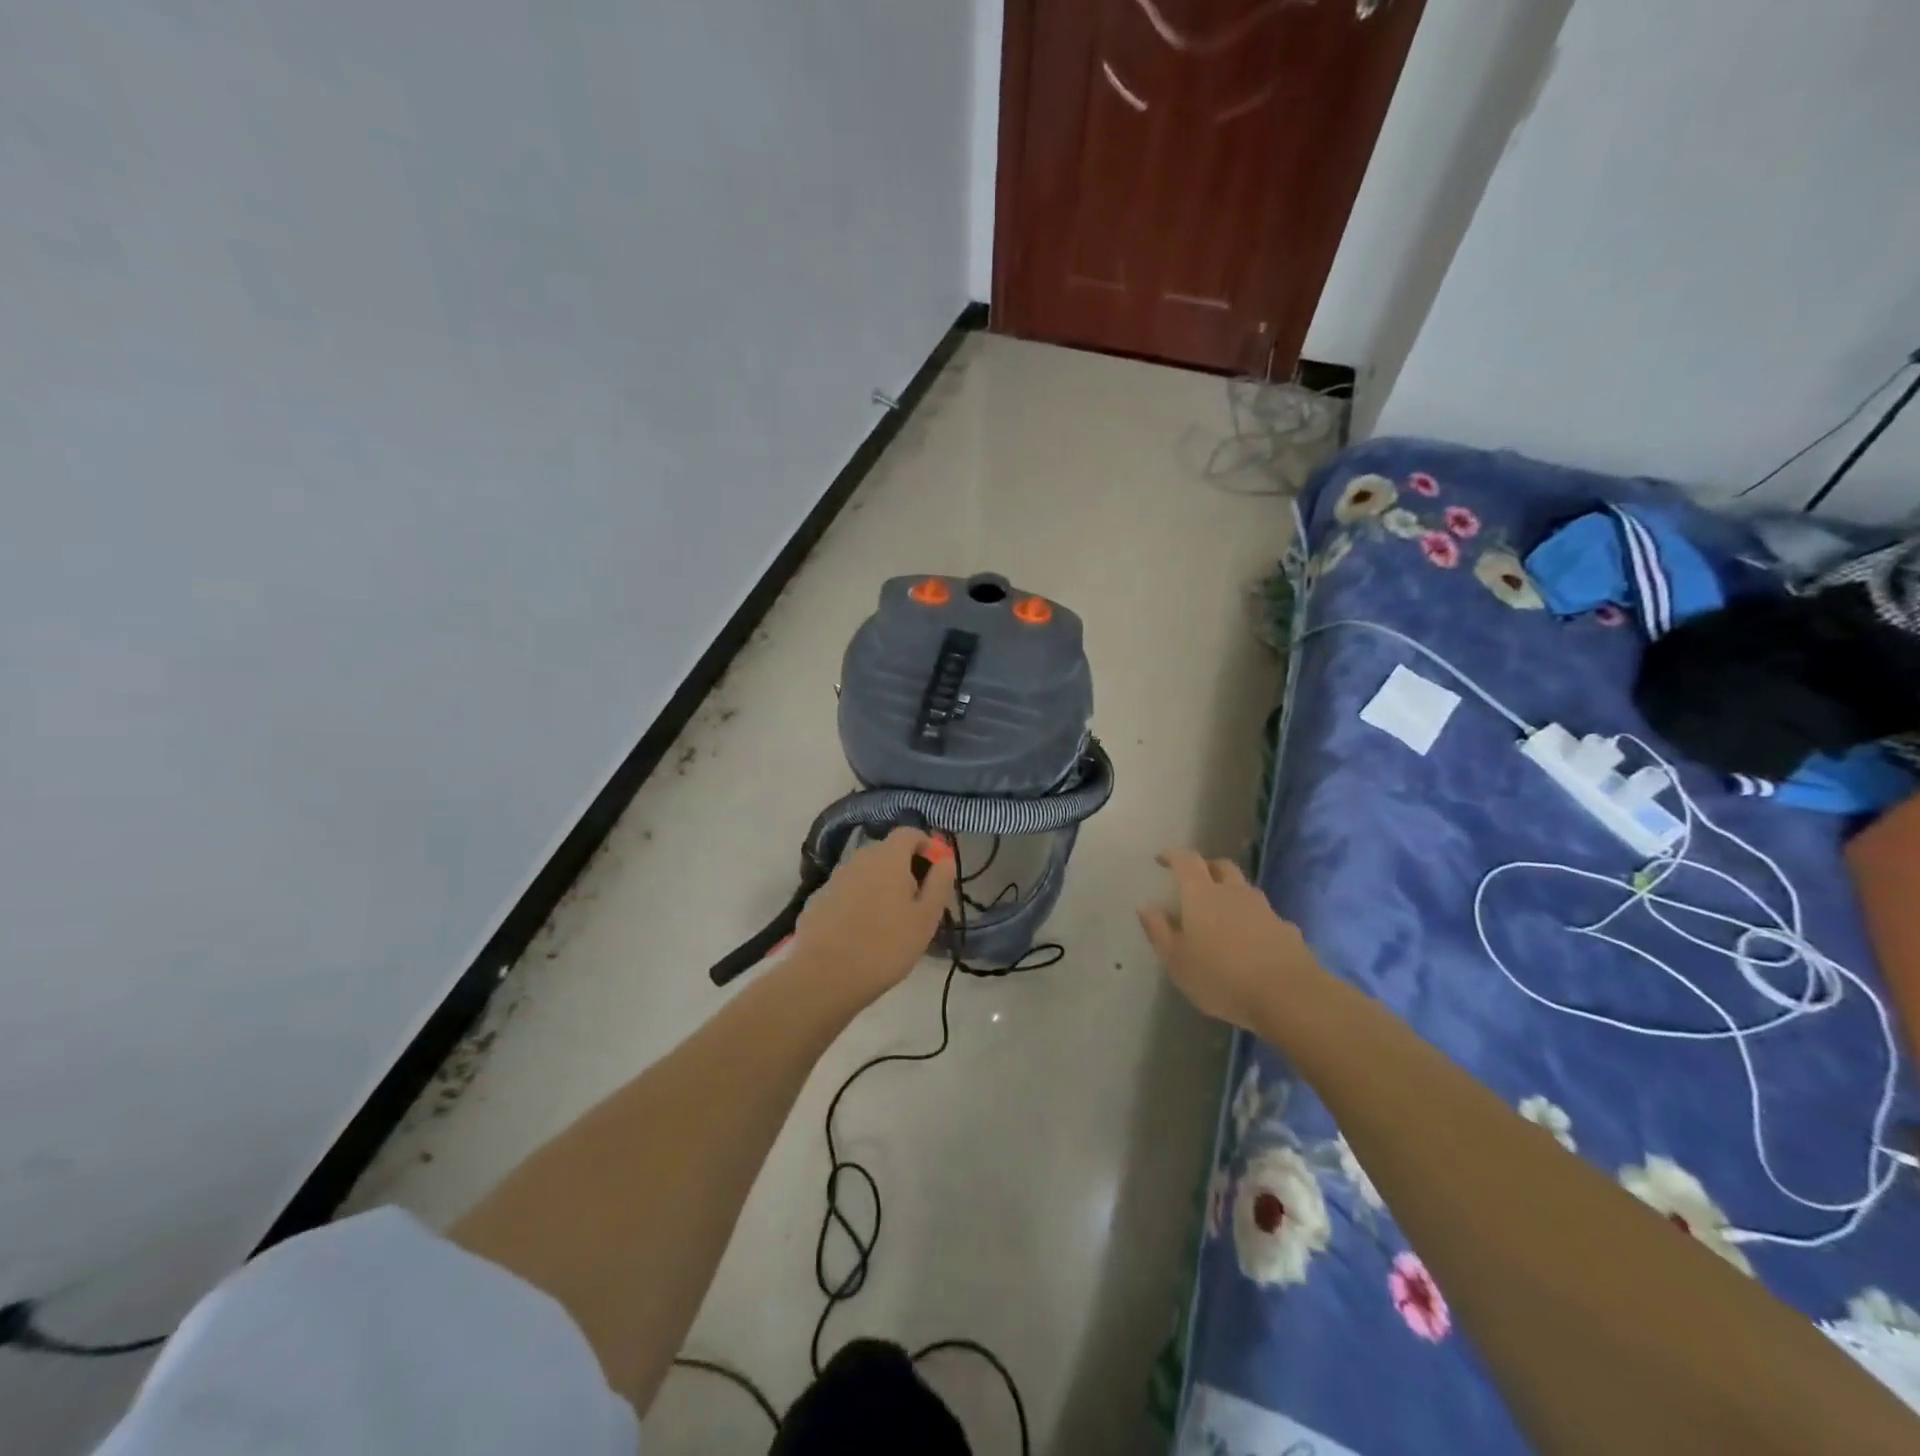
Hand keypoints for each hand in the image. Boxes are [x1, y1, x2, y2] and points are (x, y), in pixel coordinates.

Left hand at [794, 827, 955, 1000]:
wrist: (824, 976)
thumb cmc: (885, 946)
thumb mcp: (926, 918)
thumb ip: (939, 883)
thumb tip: (945, 858)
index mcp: (887, 857)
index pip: (909, 833)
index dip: (926, 845)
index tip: (936, 869)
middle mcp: (858, 859)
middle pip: (886, 852)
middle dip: (904, 868)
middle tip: (916, 901)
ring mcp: (834, 878)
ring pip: (865, 872)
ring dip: (880, 885)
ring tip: (889, 920)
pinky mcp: (817, 899)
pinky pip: (847, 891)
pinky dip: (858, 901)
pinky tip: (861, 931)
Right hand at [1137, 848, 1321, 1031]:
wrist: (1288, 996)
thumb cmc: (1221, 977)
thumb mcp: (1176, 960)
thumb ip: (1159, 931)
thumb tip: (1147, 907)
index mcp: (1202, 894)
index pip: (1186, 861)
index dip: (1173, 855)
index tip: (1162, 858)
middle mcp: (1234, 893)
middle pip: (1221, 867)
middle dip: (1207, 868)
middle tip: (1195, 880)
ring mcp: (1264, 910)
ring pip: (1245, 890)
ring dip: (1232, 893)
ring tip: (1222, 912)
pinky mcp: (1287, 930)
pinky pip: (1265, 916)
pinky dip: (1254, 920)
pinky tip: (1251, 940)